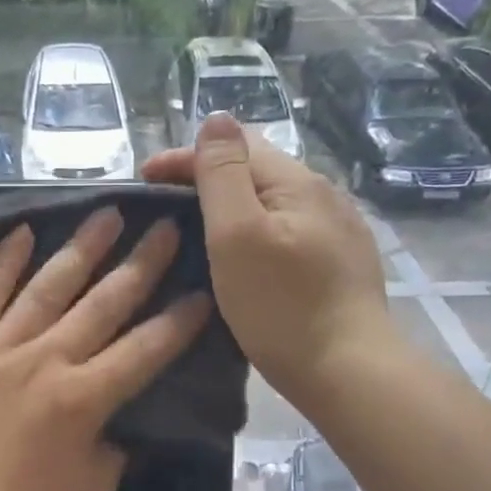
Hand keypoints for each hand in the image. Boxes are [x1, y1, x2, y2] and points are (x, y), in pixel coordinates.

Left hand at [0, 208, 210, 490]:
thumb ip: (113, 449)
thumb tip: (118, 421)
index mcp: (85, 398)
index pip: (146, 349)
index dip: (179, 321)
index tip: (202, 292)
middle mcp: (46, 360)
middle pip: (103, 303)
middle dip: (140, 264)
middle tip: (164, 226)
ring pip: (47, 287)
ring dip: (81, 248)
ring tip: (107, 214)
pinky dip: (3, 263)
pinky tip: (23, 233)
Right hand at [142, 114, 394, 406]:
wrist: (348, 372)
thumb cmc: (282, 305)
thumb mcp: (237, 235)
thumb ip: (223, 174)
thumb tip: (217, 118)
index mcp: (297, 182)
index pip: (234, 147)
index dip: (183, 157)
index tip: (142, 181)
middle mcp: (324, 195)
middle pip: (256, 170)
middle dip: (207, 178)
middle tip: (165, 206)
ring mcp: (338, 230)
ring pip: (273, 201)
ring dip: (233, 205)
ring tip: (199, 230)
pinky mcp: (342, 263)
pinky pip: (289, 230)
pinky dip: (257, 231)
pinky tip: (247, 255)